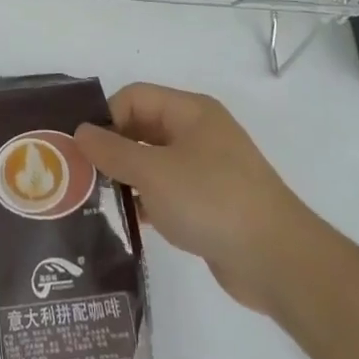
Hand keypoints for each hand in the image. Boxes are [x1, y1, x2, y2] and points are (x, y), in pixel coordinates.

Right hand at [75, 83, 313, 316]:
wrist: (278, 261)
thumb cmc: (212, 201)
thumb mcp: (153, 172)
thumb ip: (112, 151)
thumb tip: (80, 132)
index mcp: (190, 112)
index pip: (134, 98)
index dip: (106, 118)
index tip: (82, 151)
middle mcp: (198, 133)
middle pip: (142, 127)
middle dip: (111, 148)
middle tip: (80, 175)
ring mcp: (206, 169)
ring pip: (153, 162)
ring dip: (126, 177)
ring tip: (95, 200)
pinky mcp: (209, 203)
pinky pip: (167, 191)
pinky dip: (146, 201)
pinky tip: (127, 221)